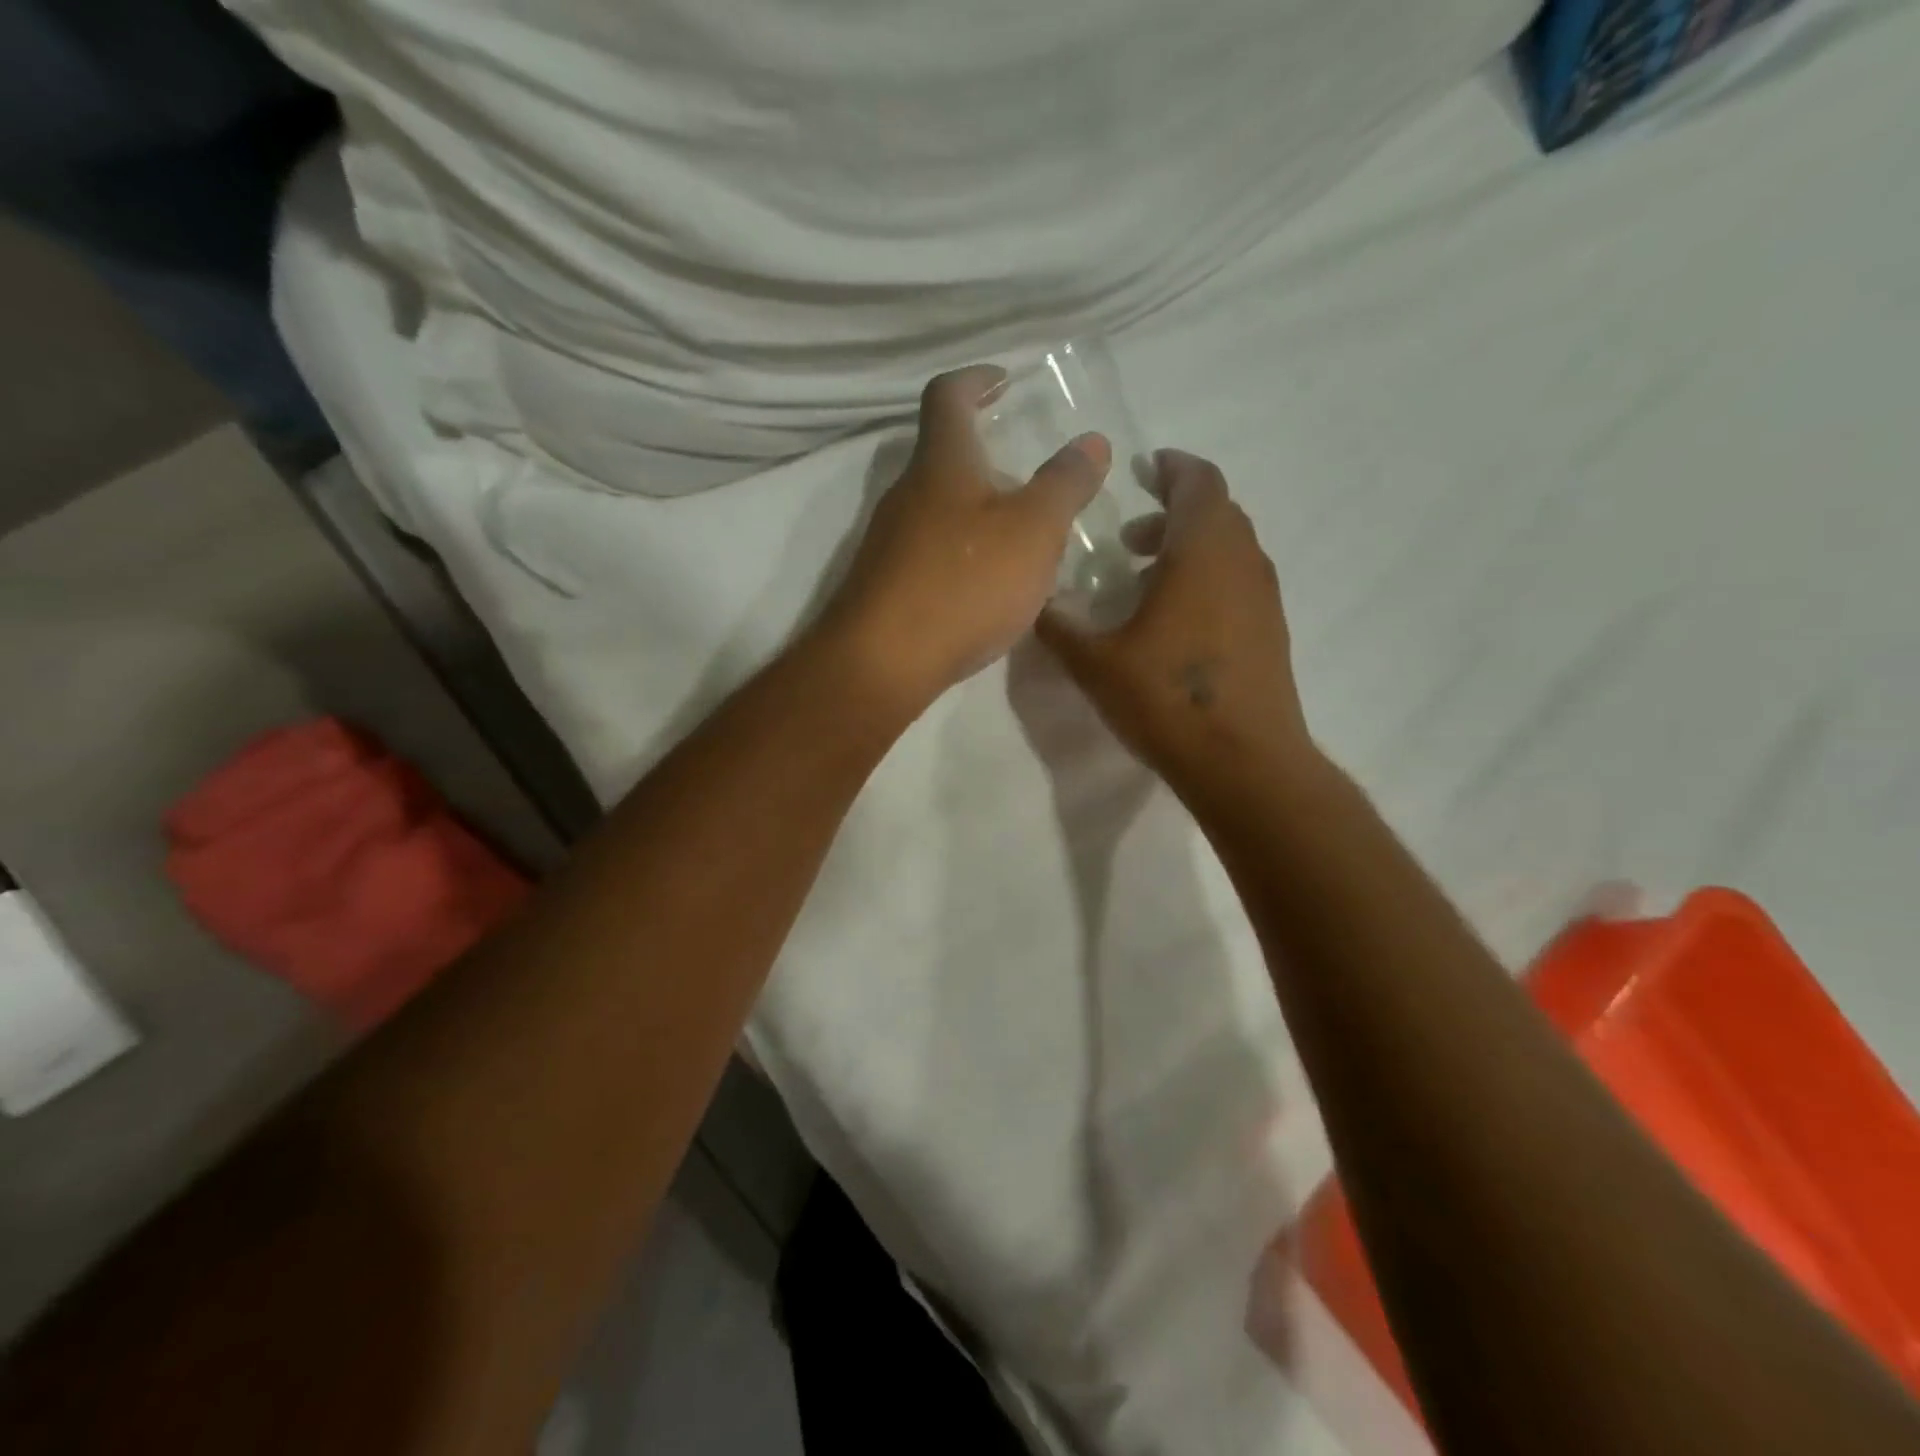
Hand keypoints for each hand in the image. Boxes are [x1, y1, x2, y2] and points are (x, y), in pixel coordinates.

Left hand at [822, 364, 1111, 712]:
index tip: (1004, 380)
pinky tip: (986, 586)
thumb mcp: (1034, 530)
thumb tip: (1091, 442)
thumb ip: (1065, 484)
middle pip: (943, 456)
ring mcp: (888, 542)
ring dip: (976, 511)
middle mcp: (906, 493)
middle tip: (1029, 476)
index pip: (948, 396)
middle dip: (986, 456)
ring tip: (1020, 536)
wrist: (884, 661)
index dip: (976, 379)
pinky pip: (929, 553)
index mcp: (942, 463)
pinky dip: (961, 553)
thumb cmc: (964, 583)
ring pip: (937, 509)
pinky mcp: (885, 585)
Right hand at [1036, 449, 1313, 802]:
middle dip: (1173, 510)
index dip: (1171, 467)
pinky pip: (1238, 580)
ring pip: (1229, 547)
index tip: (1144, 466)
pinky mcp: (1271, 630)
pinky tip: (1174, 618)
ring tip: (1144, 576)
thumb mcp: (1095, 663)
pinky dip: (1207, 577)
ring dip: (1190, 546)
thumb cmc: (1167, 699)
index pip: (1198, 482)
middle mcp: (1242, 562)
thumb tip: (1033, 604)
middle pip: (1216, 511)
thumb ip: (1059, 627)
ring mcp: (1264, 597)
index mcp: (1202, 551)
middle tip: (1130, 534)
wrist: (1243, 761)